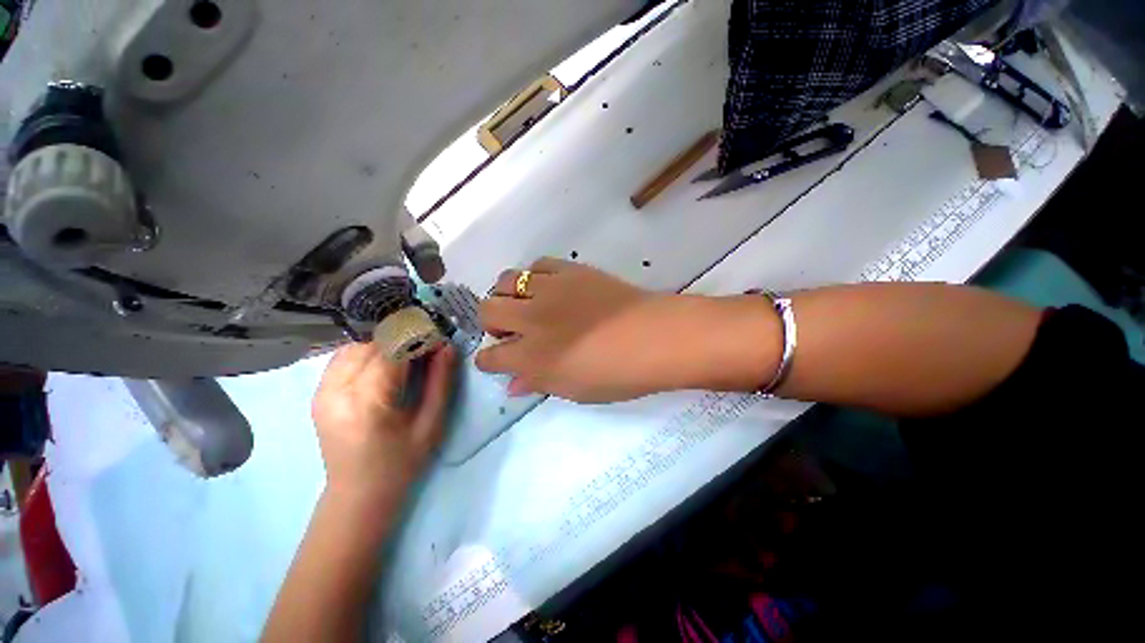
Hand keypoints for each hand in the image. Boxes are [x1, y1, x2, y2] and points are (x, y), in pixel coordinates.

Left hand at [312, 342, 454, 499]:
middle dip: (405, 339)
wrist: (357, 495)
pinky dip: (368, 351)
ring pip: (357, 345)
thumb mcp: (431, 423)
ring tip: (407, 356)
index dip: (420, 339)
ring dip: (386, 344)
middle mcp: (337, 390)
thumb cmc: (401, 463)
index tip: (441, 341)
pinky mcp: (318, 393)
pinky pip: (344, 357)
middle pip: (373, 343)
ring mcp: (322, 390)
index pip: (393, 350)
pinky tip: (384, 363)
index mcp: (367, 401)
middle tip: (428, 349)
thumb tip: (447, 347)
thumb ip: (440, 381)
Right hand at [476, 259, 777, 402]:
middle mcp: (531, 318)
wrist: (655, 337)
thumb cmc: (618, 373)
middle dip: (492, 323)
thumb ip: (538, 383)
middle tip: (513, 331)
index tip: (497, 361)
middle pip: (487, 309)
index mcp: (531, 356)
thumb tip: (513, 385)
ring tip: (527, 305)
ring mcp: (550, 289)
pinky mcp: (570, 270)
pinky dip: (536, 276)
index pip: (489, 357)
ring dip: (509, 295)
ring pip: (506, 280)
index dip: (488, 361)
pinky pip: (539, 264)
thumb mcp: (574, 390)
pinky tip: (549, 287)